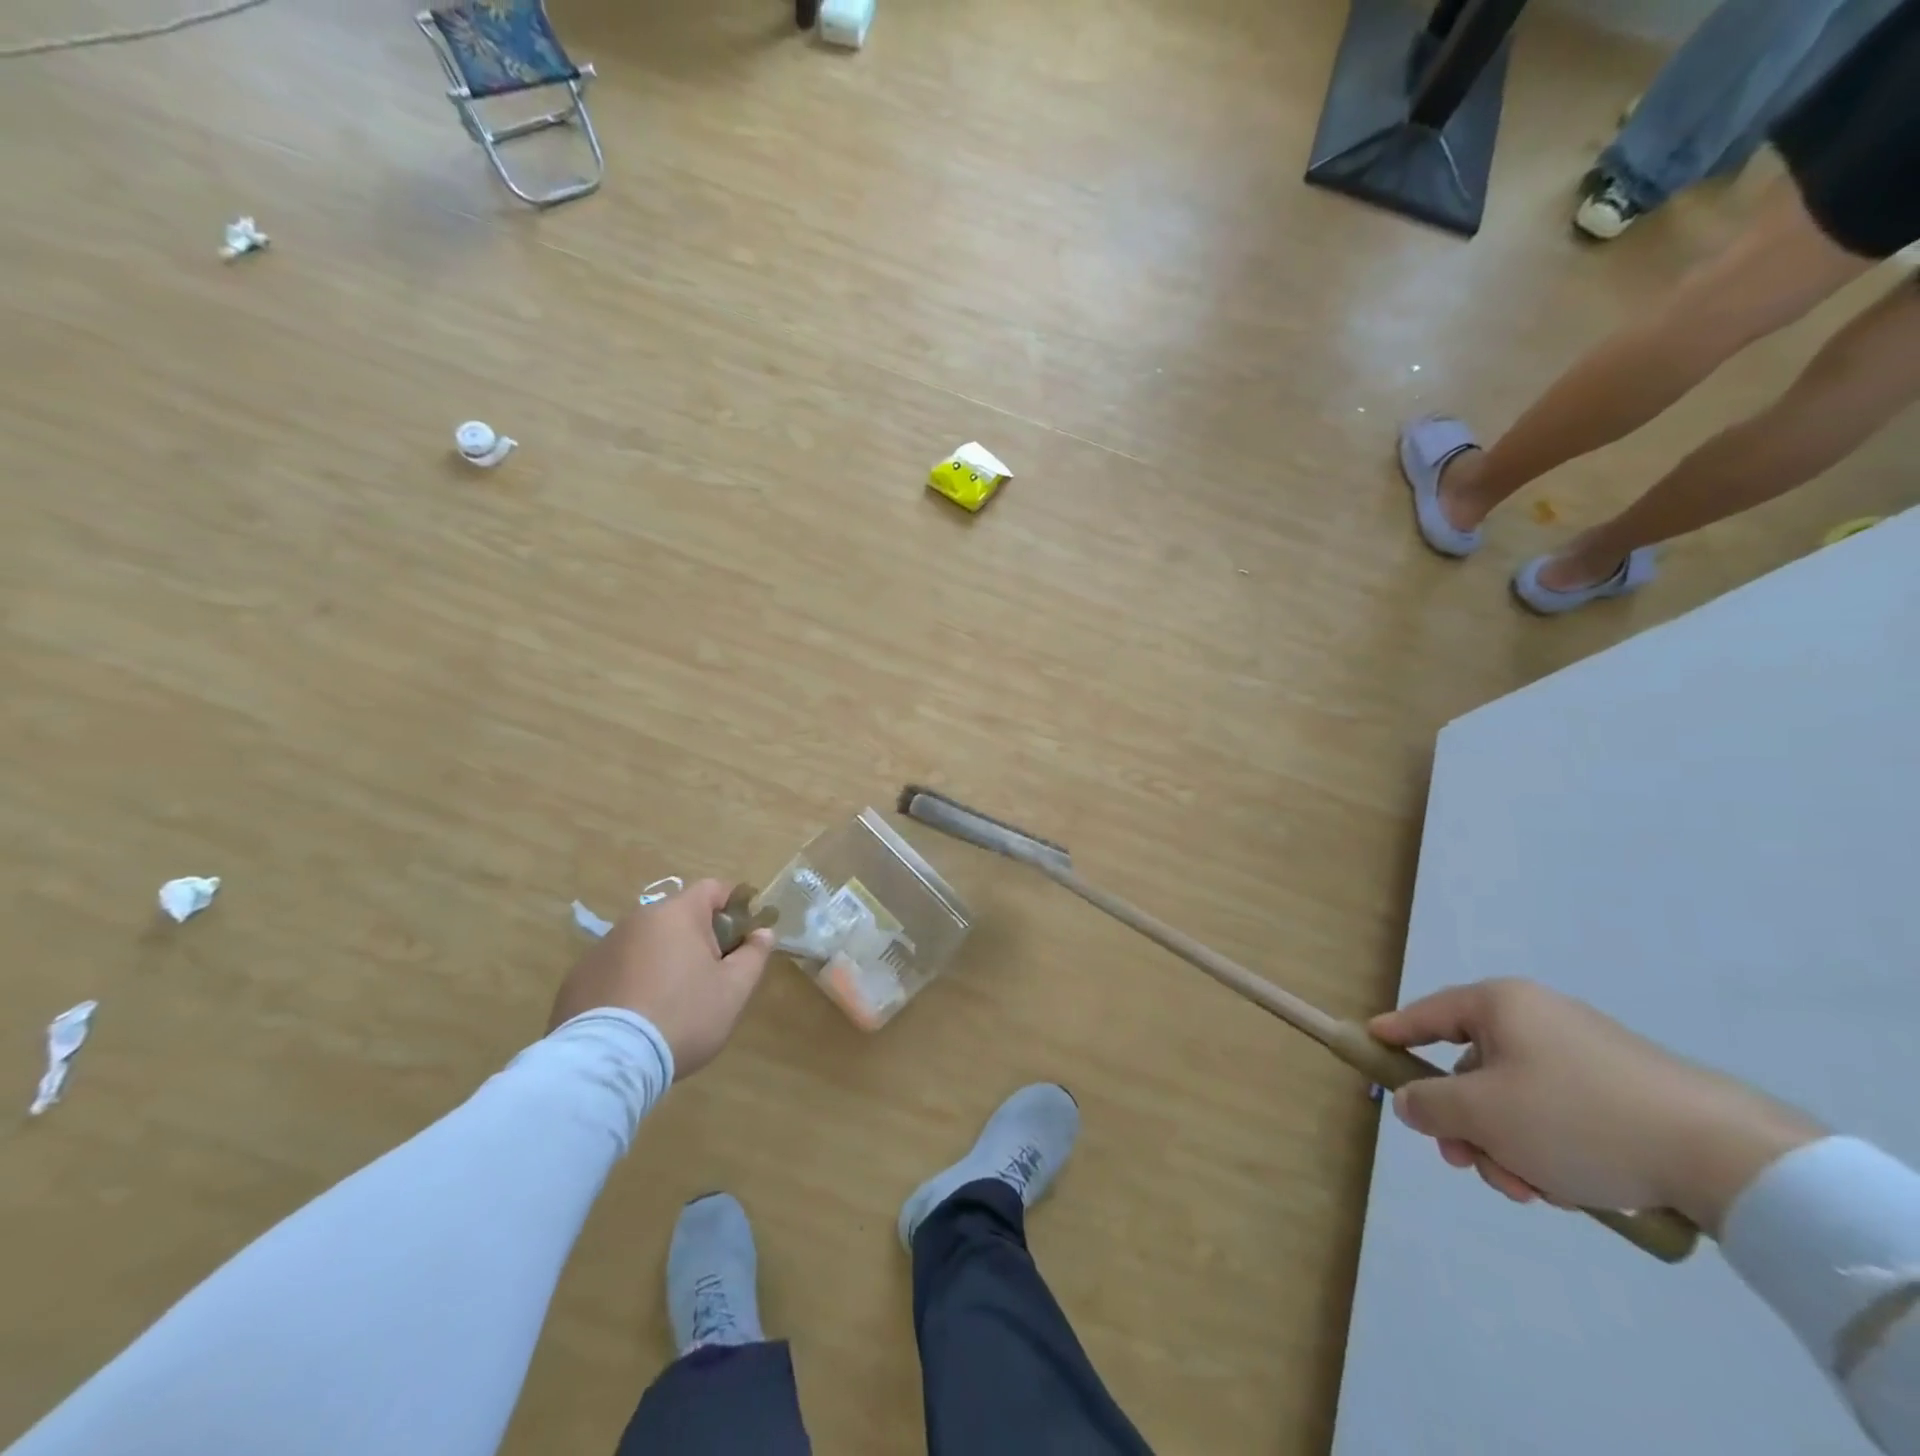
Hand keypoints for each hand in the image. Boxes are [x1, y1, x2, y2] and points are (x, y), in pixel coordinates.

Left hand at [549, 879, 773, 1077]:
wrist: (607, 1063)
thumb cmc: (683, 1016)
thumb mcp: (734, 990)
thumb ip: (754, 955)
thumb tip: (763, 932)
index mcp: (677, 914)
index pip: (713, 889)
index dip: (733, 907)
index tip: (741, 939)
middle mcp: (636, 920)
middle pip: (678, 917)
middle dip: (697, 939)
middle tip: (709, 978)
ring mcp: (602, 948)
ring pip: (645, 944)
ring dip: (661, 961)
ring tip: (668, 1004)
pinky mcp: (576, 979)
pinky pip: (615, 970)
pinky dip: (630, 983)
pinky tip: (635, 1018)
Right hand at [1369, 979, 1820, 1233]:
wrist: (1723, 1154)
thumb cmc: (1576, 1116)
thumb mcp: (1483, 1114)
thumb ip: (1429, 1104)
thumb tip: (1410, 1101)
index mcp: (1500, 1006)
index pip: (1428, 1014)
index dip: (1394, 1032)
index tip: (1369, 1043)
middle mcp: (1538, 1019)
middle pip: (1472, 1070)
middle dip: (1466, 1124)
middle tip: (1467, 1164)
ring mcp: (1585, 1055)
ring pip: (1516, 1101)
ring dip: (1508, 1147)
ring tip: (1531, 1191)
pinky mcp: (1624, 1093)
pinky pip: (1558, 1116)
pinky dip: (1549, 1150)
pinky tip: (1567, 1190)